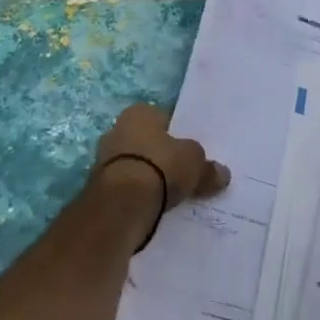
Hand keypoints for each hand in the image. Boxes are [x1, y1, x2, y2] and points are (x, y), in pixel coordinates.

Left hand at [90, 103, 229, 210]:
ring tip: (169, 194)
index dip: (176, 133)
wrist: (122, 204)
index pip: (161, 118)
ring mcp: (103, 159)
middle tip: (181, 172)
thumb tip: (222, 174)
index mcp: (139, 113)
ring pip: (134, 165)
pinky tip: (153, 207)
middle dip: (159, 155)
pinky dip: (137, 196)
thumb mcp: (195, 163)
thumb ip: (208, 167)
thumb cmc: (161, 166)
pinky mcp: (97, 188)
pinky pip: (125, 187)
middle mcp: (116, 129)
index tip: (188, 151)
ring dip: (147, 177)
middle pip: (145, 142)